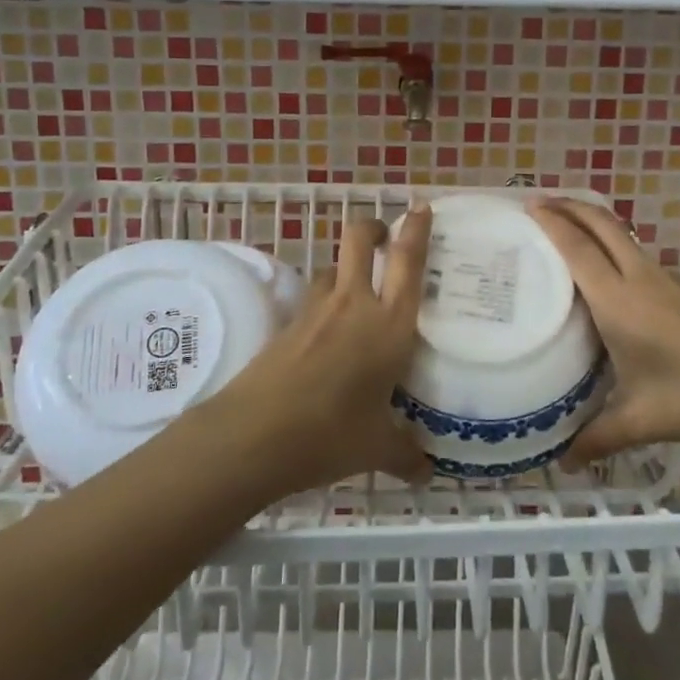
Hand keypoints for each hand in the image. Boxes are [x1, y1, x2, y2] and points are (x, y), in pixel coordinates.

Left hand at [206, 208, 432, 495]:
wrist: (254, 435)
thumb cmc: (330, 435)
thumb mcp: (376, 449)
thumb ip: (406, 454)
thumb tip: (426, 472)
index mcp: (390, 326)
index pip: (408, 262)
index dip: (416, 229)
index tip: (421, 207)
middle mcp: (354, 305)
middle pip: (360, 240)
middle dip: (373, 227)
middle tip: (386, 237)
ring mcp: (316, 311)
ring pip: (334, 268)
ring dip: (347, 268)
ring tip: (359, 293)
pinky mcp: (287, 324)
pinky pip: (314, 299)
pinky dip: (326, 303)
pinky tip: (329, 334)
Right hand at [530, 199, 679, 461]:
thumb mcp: (642, 420)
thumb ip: (599, 438)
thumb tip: (564, 461)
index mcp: (619, 301)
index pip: (578, 249)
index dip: (552, 223)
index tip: (529, 206)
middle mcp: (640, 278)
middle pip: (602, 224)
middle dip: (571, 206)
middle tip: (542, 202)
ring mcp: (667, 279)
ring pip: (622, 236)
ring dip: (594, 223)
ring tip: (570, 232)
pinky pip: (639, 255)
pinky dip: (615, 247)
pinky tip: (613, 276)